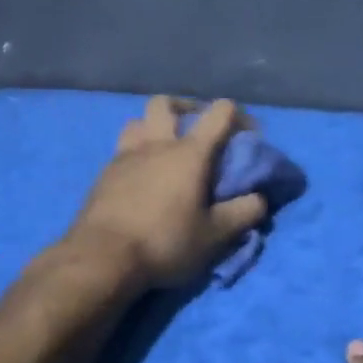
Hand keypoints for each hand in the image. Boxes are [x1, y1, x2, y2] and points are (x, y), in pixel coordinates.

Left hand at [66, 96, 268, 289]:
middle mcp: (156, 145)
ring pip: (137, 122)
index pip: (219, 113)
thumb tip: (260, 199)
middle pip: (166, 104)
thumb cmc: (165, 242)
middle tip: (196, 129)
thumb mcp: (214, 236)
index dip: (238, 117)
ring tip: (164, 149)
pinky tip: (142, 177)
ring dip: (153, 127)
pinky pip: (122, 149)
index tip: (247, 137)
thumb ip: (242, 213)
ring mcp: (125, 156)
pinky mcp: (104, 175)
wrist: (102, 258)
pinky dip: (136, 153)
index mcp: (189, 153)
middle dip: (186, 108)